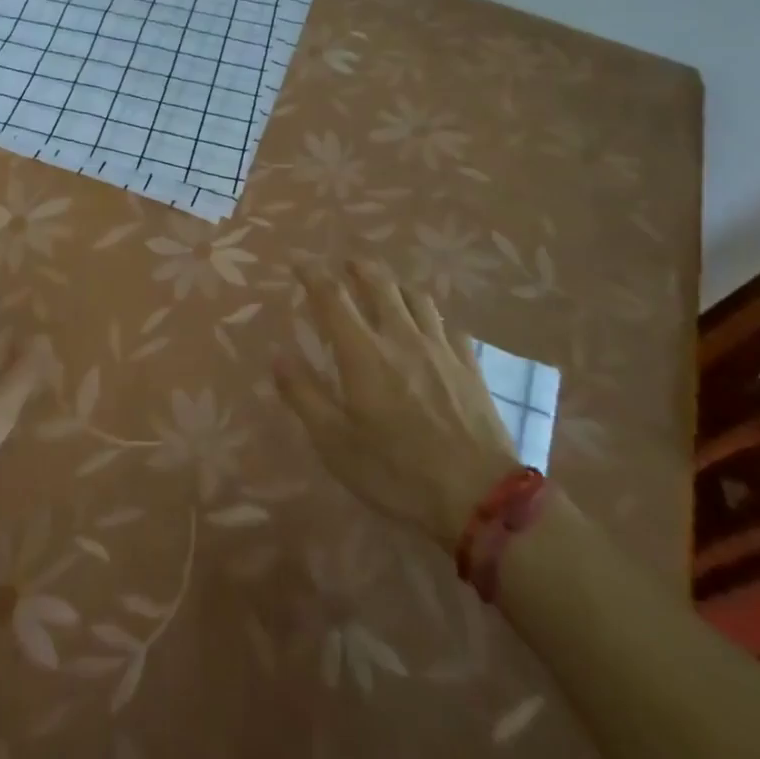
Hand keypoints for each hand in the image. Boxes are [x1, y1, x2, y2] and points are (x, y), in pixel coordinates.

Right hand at [275, 263, 522, 545]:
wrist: (481, 499)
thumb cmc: (397, 472)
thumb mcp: (335, 443)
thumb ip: (304, 394)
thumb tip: (278, 354)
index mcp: (363, 352)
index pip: (332, 296)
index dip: (312, 272)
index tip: (297, 259)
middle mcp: (401, 337)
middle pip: (379, 283)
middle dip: (359, 268)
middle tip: (346, 264)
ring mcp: (440, 349)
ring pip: (417, 298)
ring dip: (396, 285)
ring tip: (387, 288)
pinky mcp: (470, 367)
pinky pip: (449, 326)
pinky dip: (433, 318)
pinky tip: (432, 329)